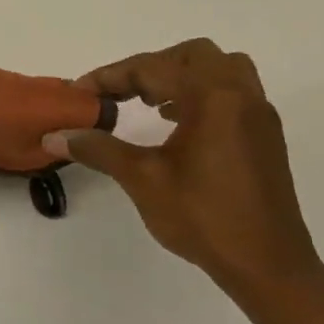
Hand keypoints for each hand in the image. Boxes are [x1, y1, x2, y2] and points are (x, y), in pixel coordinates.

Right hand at [43, 40, 323, 296]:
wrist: (268, 267)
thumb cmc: (204, 217)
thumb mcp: (142, 179)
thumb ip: (98, 149)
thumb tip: (54, 136)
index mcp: (212, 97)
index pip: (152, 69)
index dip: (110, 77)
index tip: (80, 92)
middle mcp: (240, 95)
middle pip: (192, 55)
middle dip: (150, 67)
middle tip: (121, 93)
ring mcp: (258, 115)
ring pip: (220, 69)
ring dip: (182, 76)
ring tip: (152, 104)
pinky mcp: (265, 136)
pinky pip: (233, 93)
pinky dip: (202, 94)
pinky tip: (179, 125)